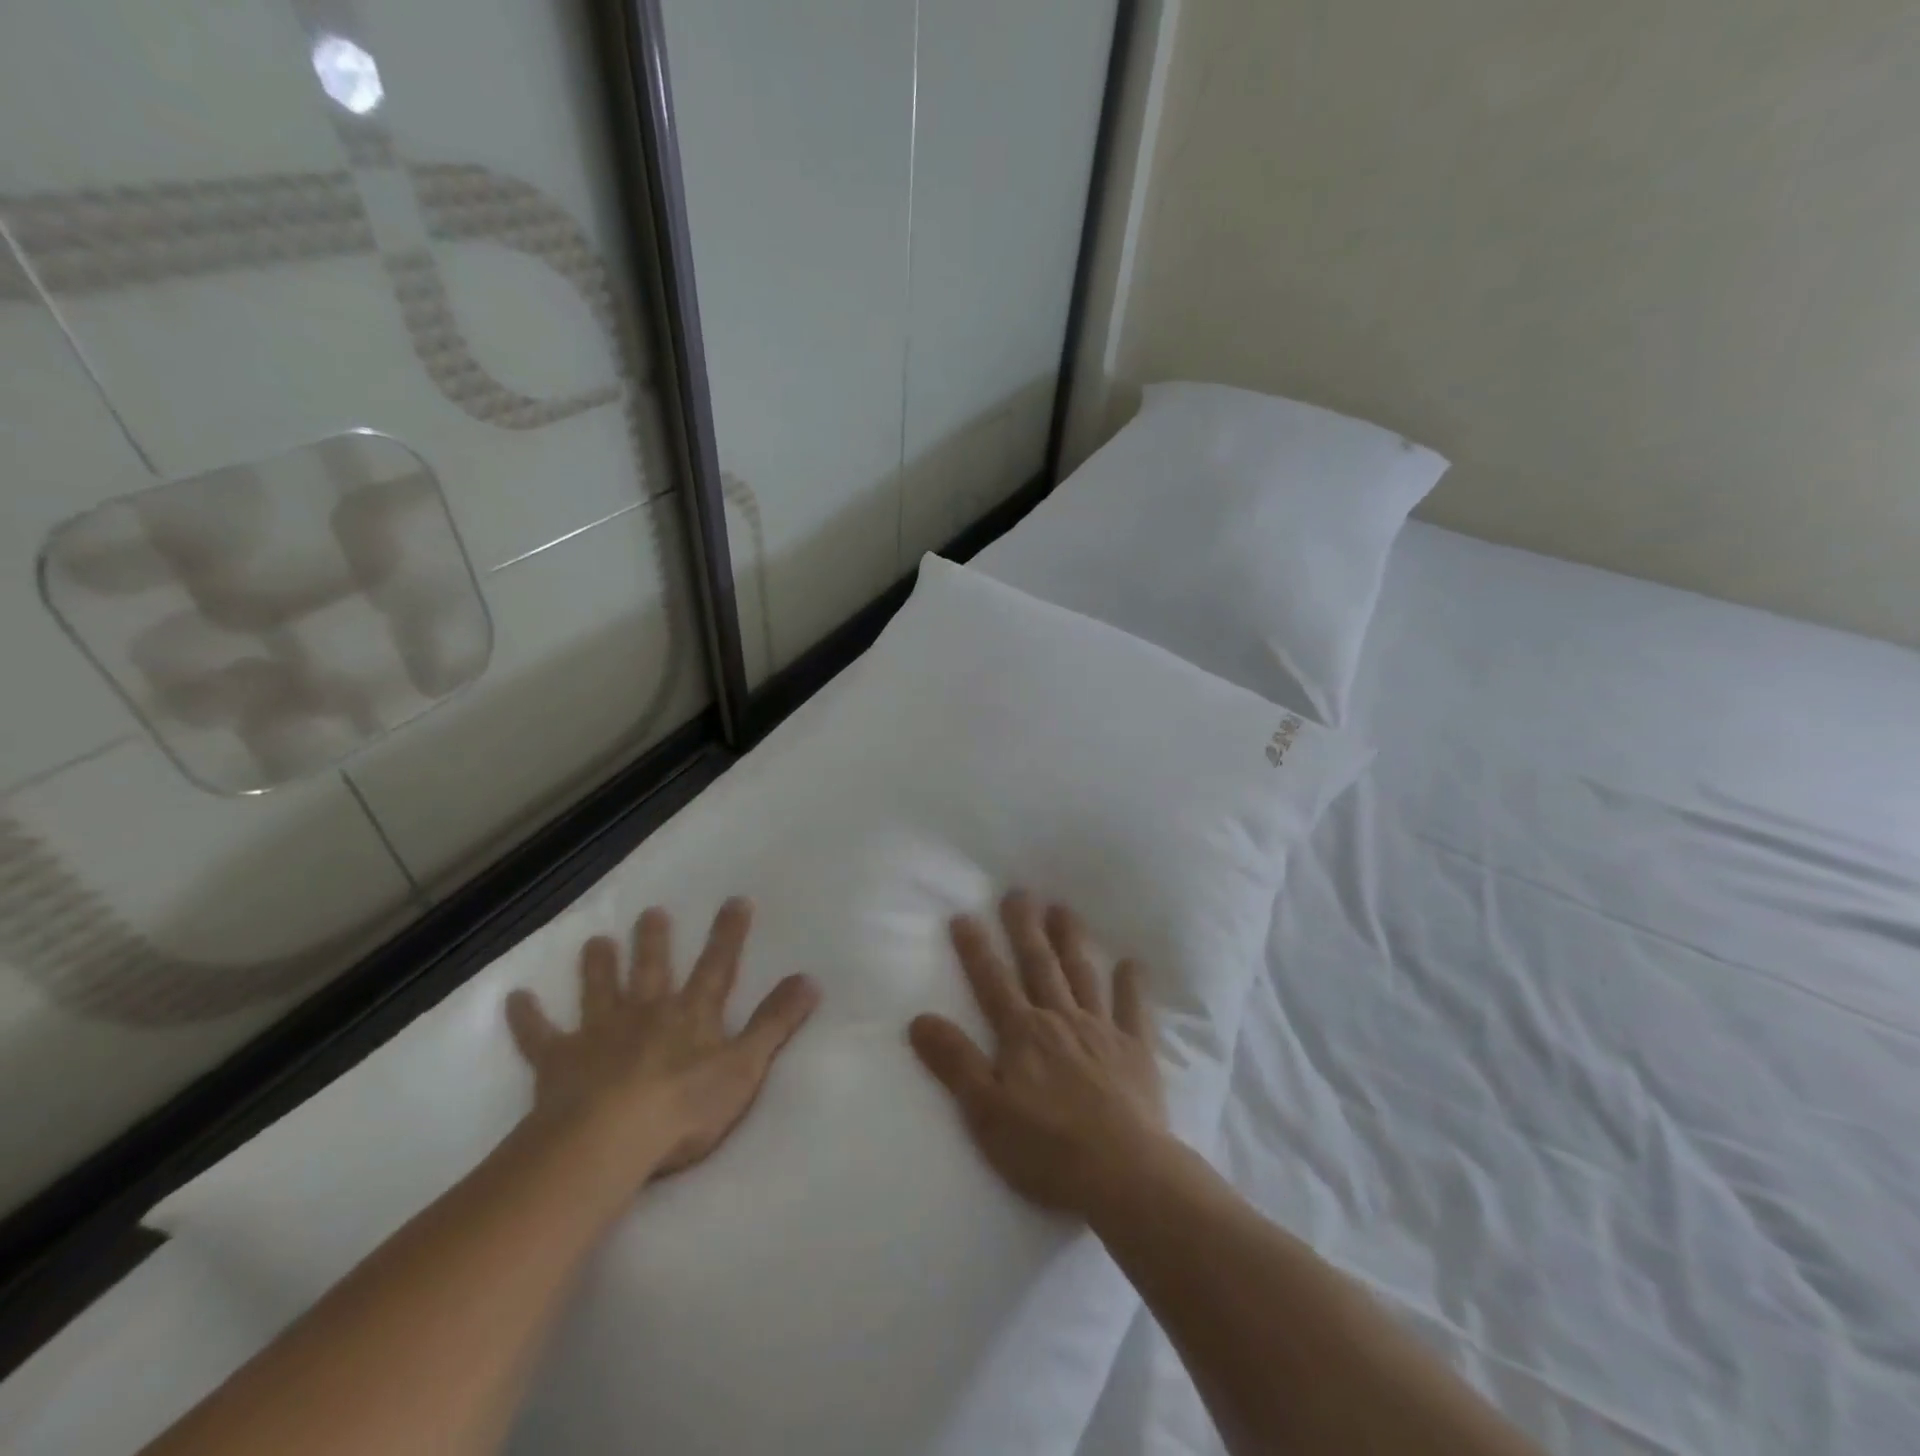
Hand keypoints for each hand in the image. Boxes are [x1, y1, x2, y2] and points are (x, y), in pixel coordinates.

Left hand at [505, 898, 819, 1186]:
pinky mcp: (559, 1063)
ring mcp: (599, 1034)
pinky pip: (540, 1036)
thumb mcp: (745, 1066)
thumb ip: (776, 1022)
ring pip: (599, 990)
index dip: (729, 934)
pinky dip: (527, 1018)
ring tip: (595, 940)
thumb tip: (810, 979)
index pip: (718, 966)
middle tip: (651, 912)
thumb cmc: (684, 1107)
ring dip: (598, 965)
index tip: (736, 901)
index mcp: (691, 1015)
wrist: (606, 1140)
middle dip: (654, 940)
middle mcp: (646, 1012)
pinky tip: (516, 999)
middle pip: (651, 969)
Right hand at [908, 890, 1166, 1218]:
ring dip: (1071, 941)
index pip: (992, 982)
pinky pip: (1134, 1010)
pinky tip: (1133, 963)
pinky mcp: (1135, 1050)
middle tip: (1019, 892)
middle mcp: (1060, 1019)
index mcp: (1022, 1034)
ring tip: (1063, 909)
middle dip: (1025, 928)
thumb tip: (919, 1018)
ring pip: (1082, 975)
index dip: (976, 949)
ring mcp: (1101, 1031)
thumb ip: (955, 1062)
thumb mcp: (984, 1111)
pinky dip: (1132, 985)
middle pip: (1039, 965)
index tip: (964, 915)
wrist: (1122, 1173)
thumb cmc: (1045, 1148)